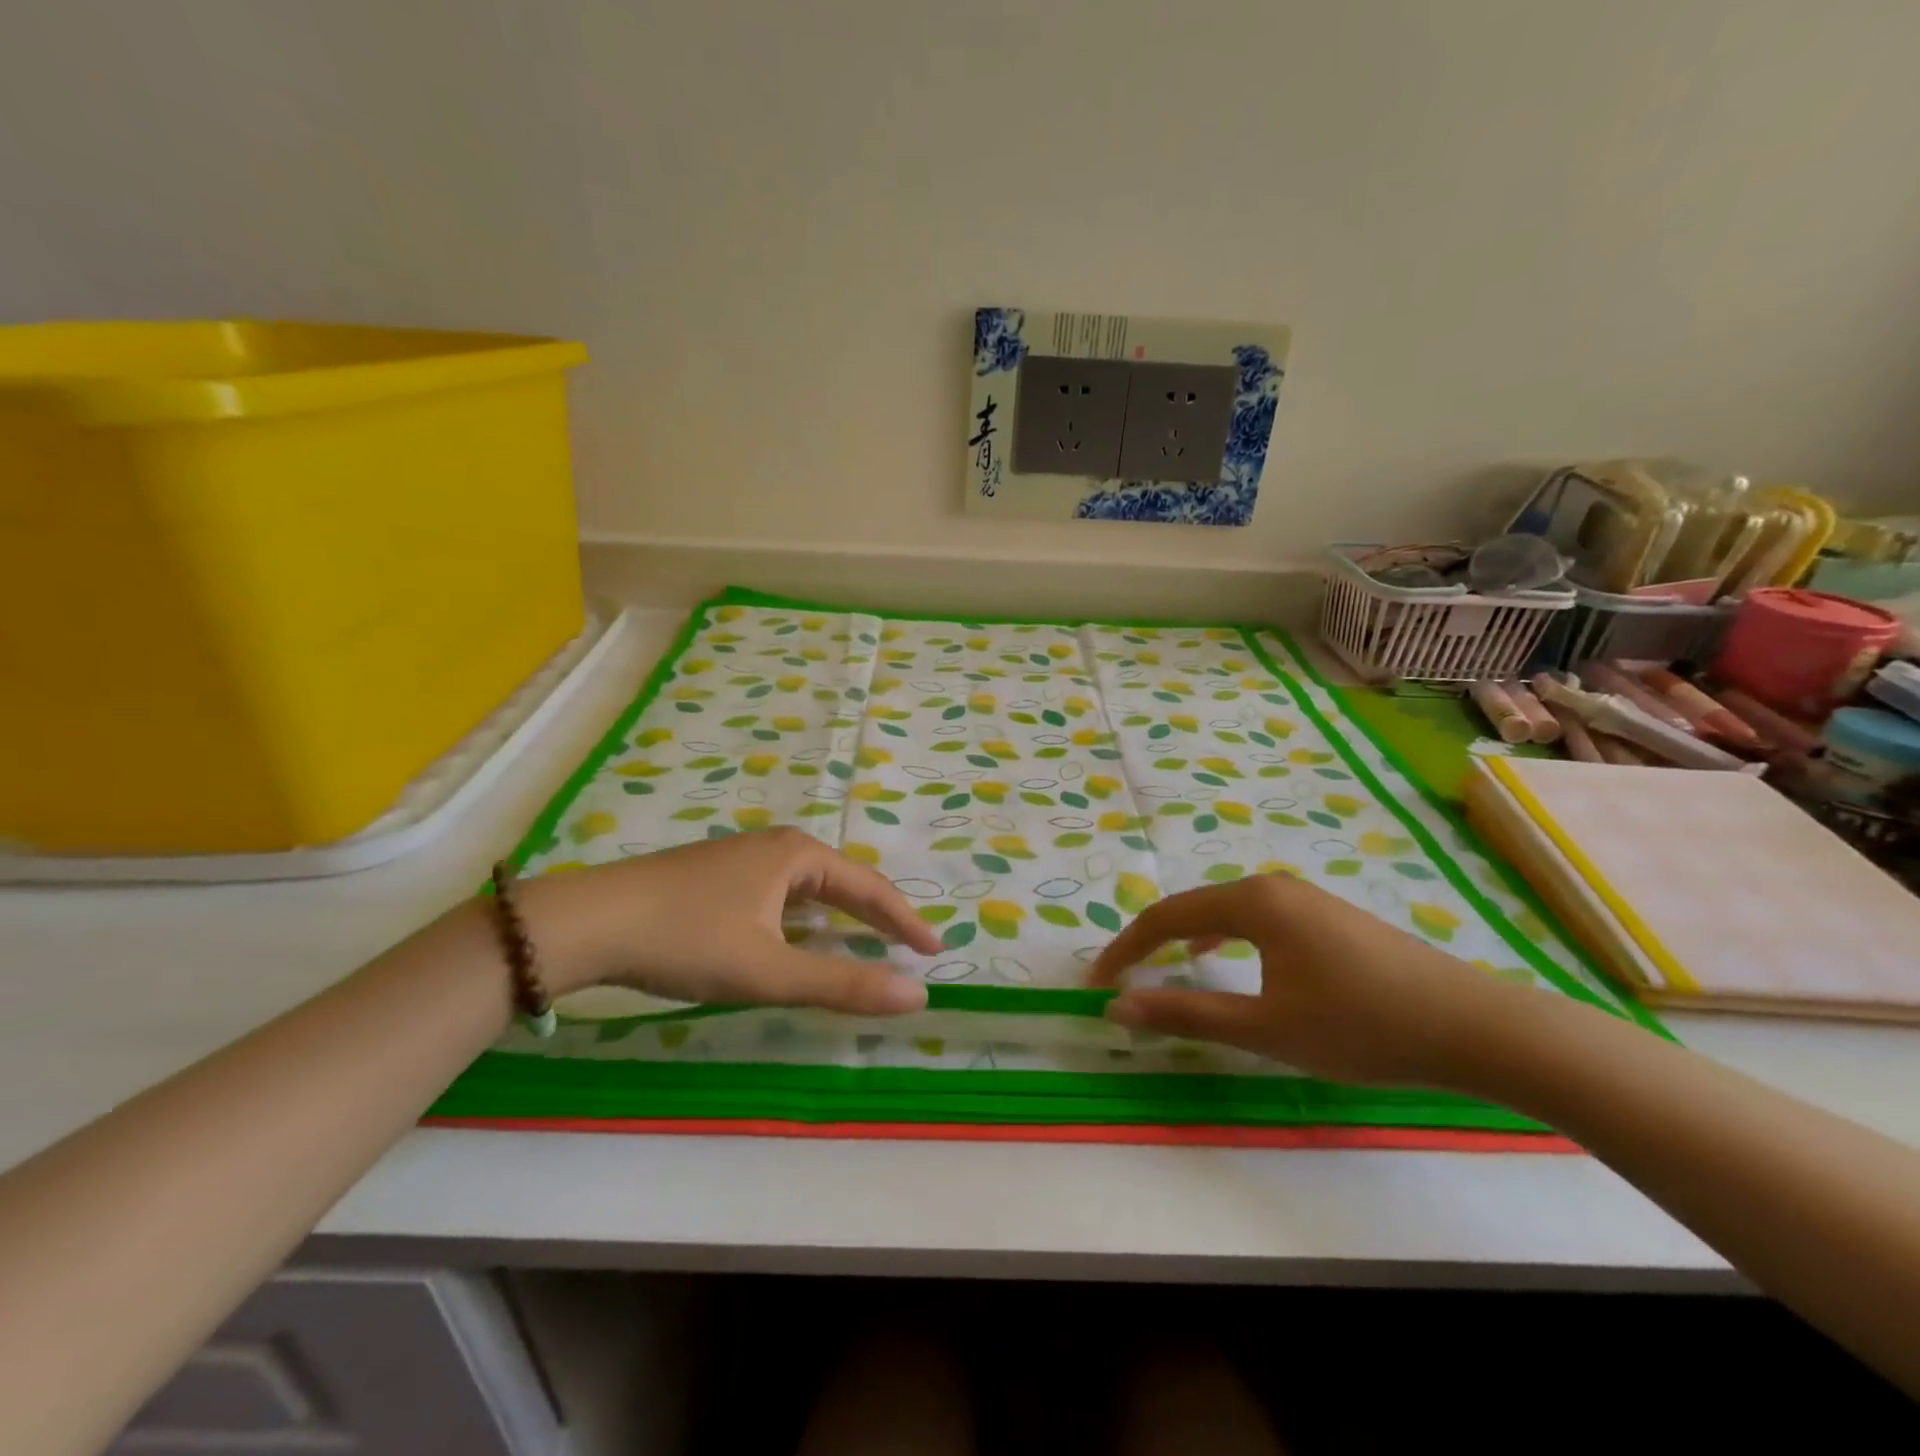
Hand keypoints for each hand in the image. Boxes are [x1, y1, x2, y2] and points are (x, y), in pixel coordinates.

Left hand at [515, 828, 941, 1014]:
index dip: (905, 920)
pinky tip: (794, 937)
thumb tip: (917, 995)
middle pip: (841, 881)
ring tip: (863, 941)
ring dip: (838, 916)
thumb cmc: (687, 939)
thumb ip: (843, 984)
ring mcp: (741, 858)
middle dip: (876, 914)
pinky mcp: (715, 876)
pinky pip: (779, 894)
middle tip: (906, 945)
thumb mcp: (769, 970)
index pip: (869, 888)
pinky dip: (802, 918)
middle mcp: (774, 846)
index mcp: (797, 855)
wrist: (587, 922)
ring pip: (807, 888)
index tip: (935, 949)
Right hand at [1087, 873, 1532, 1087]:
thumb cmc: (1361, 1026)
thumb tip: (1117, 1006)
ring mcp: (1305, 898)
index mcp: (1253, 902)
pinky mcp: (1329, 917)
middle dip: (1153, 940)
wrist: (1474, 1028)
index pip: (1166, 916)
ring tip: (1165, 965)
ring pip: (1226, 912)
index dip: (1127, 948)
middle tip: (1126, 977)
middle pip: (1194, 907)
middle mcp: (1273, 887)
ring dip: (1188, 937)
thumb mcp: (1265, 1026)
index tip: (1098, 983)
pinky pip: (1257, 919)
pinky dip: (1225, 937)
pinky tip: (1229, 959)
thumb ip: (1186, 1013)